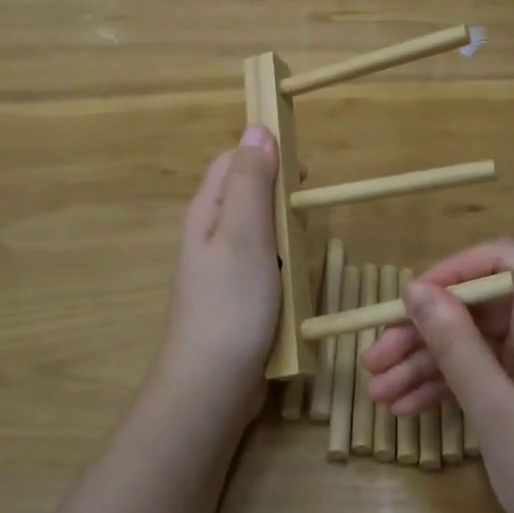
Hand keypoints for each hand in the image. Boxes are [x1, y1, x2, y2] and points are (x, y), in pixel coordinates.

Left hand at [154, 125, 282, 434]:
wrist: (211, 385)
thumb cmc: (231, 302)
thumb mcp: (244, 232)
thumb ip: (251, 180)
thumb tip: (257, 127)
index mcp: (207, 211)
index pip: (232, 160)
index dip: (264, 152)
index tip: (301, 166)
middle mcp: (210, 233)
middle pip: (246, 193)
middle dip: (278, 193)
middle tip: (307, 206)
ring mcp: (223, 268)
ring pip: (259, 230)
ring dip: (283, 229)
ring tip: (304, 243)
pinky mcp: (237, 296)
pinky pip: (264, 264)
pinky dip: (283, 263)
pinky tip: (296, 277)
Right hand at [364, 239, 513, 512]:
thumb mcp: (495, 410)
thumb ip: (455, 344)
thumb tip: (416, 288)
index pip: (505, 260)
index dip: (455, 269)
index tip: (411, 302)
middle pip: (481, 308)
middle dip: (425, 330)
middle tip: (374, 360)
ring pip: (480, 346)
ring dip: (429, 365)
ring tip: (379, 393)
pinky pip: (492, 377)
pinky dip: (454, 389)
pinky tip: (410, 411)